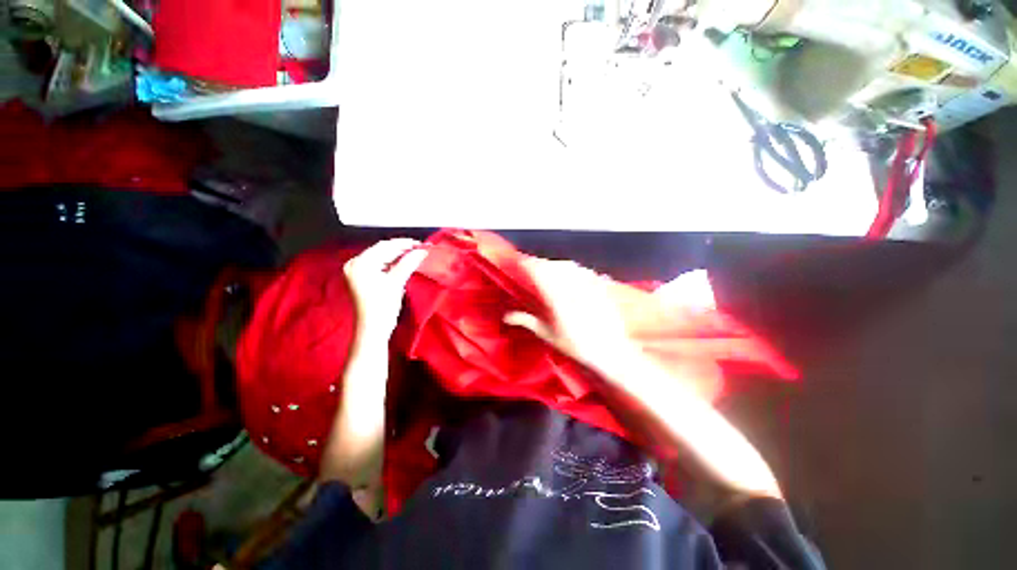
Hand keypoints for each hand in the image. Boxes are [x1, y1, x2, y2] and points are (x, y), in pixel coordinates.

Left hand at [344, 239, 428, 340]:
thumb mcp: (396, 282)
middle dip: (402, 249)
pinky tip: (404, 263)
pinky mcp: (363, 279)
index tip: (421, 243)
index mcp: (360, 263)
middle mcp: (355, 264)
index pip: (385, 246)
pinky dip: (392, 264)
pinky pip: (379, 265)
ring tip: (415, 255)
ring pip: (382, 257)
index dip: (404, 243)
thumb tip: (422, 250)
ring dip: (398, 256)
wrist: (373, 329)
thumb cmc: (382, 306)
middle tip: (420, 249)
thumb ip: (409, 263)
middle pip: (382, 250)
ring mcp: (357, 271)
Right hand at [504, 257, 631, 368]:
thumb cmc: (576, 346)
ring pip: (568, 266)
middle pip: (553, 267)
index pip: (540, 275)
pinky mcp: (599, 287)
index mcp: (557, 301)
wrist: (610, 350)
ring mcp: (588, 287)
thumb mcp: (549, 335)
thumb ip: (528, 322)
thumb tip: (507, 317)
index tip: (521, 262)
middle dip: (541, 263)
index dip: (530, 265)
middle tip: (532, 265)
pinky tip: (570, 271)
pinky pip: (583, 270)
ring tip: (548, 266)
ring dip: (555, 263)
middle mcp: (572, 290)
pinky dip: (572, 268)